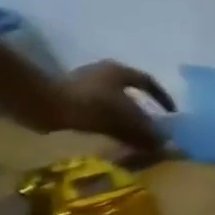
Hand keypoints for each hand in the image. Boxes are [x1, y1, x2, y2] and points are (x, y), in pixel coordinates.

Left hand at [49, 60, 173, 155]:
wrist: (43, 104)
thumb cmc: (91, 105)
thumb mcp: (125, 119)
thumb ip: (145, 131)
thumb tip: (163, 143)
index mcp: (120, 72)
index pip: (149, 82)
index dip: (162, 98)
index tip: (170, 113)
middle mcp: (103, 73)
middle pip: (130, 92)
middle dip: (141, 110)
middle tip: (150, 126)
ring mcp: (84, 83)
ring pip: (112, 101)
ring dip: (123, 117)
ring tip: (131, 134)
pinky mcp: (69, 95)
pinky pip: (97, 109)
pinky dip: (107, 121)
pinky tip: (109, 135)